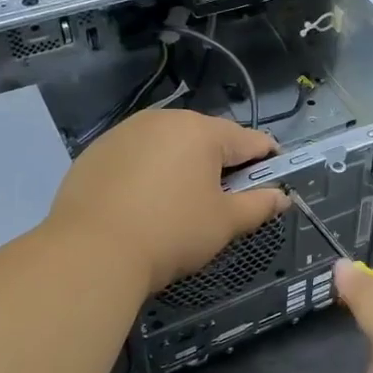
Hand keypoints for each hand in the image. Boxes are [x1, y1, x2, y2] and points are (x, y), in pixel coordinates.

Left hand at [48, 109, 285, 295]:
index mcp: (202, 131)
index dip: (268, 162)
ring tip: (179, 205)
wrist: (90, 252)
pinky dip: (148, 173)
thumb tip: (281, 197)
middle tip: (223, 203)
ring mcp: (125, 132)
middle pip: (207, 138)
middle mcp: (164, 120)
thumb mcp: (224, 224)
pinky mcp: (97, 151)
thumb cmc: (171, 233)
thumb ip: (258, 206)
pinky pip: (137, 156)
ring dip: (183, 166)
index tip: (271, 186)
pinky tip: (142, 205)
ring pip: (169, 145)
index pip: (250, 140)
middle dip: (221, 165)